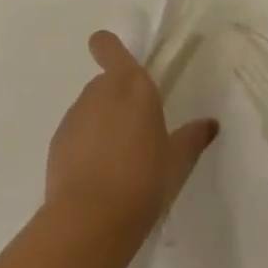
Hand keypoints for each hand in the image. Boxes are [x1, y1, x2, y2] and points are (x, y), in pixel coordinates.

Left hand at [46, 31, 218, 239]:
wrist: (90, 219)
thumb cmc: (144, 180)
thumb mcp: (177, 161)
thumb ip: (192, 138)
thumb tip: (210, 124)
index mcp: (131, 86)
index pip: (109, 47)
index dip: (108, 47)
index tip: (113, 56)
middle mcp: (99, 92)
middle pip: (105, 82)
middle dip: (118, 99)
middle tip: (136, 130)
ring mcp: (74, 116)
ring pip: (90, 108)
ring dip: (102, 123)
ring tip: (119, 160)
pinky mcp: (57, 142)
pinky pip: (77, 133)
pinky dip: (86, 145)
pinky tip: (99, 175)